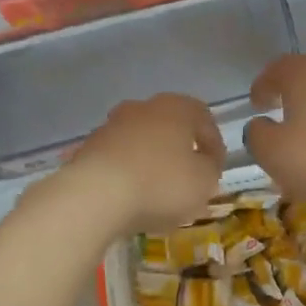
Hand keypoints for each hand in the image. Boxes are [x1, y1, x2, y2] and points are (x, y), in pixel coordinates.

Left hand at [63, 93, 224, 233]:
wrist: (95, 196)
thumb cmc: (161, 183)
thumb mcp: (204, 181)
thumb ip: (211, 169)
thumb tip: (204, 163)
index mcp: (175, 108)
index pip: (203, 117)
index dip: (214, 144)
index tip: (216, 168)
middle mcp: (141, 108)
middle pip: (169, 127)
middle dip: (180, 150)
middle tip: (188, 178)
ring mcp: (110, 126)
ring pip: (141, 141)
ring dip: (152, 161)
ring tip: (158, 192)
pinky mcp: (88, 149)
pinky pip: (118, 159)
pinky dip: (128, 173)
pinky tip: (131, 197)